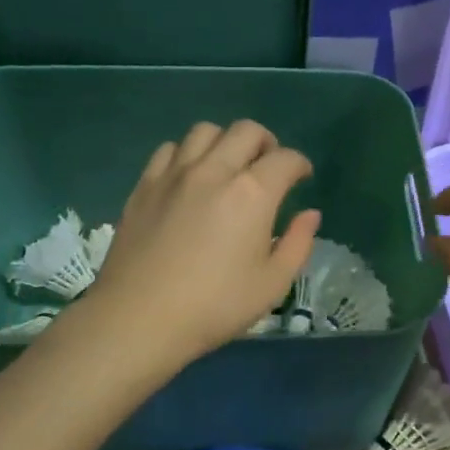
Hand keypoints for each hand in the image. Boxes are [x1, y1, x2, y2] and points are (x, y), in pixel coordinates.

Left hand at [89, 121, 320, 362]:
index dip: (300, 164)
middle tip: (268, 167)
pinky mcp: (144, 185)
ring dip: (225, 142)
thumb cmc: (214, 307)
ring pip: (205, 131)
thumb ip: (298, 243)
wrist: (139, 318)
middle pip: (246, 131)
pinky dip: (187, 154)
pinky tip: (190, 177)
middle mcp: (214, 171)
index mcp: (252, 194)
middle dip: (266, 143)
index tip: (302, 177)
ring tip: (228, 166)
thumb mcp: (272, 284)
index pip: (285, 159)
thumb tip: (310, 214)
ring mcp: (174, 174)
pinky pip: (169, 149)